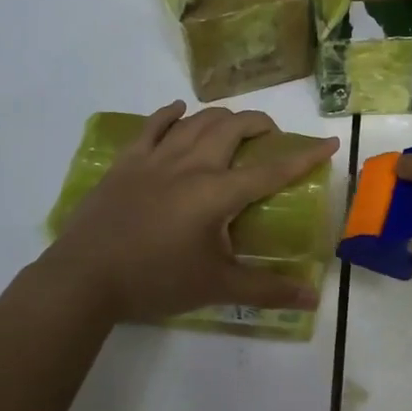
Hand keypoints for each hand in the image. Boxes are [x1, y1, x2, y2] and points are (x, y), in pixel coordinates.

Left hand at [33, 102, 338, 324]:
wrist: (83, 279)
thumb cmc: (155, 281)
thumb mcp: (216, 288)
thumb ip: (266, 290)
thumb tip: (312, 299)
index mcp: (218, 192)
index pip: (272, 169)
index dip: (304, 156)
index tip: (328, 142)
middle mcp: (192, 164)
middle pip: (234, 127)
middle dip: (260, 124)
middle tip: (271, 138)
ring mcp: (157, 158)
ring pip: (198, 120)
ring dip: (223, 118)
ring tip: (234, 129)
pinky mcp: (127, 161)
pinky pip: (153, 125)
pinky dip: (171, 114)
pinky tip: (180, 111)